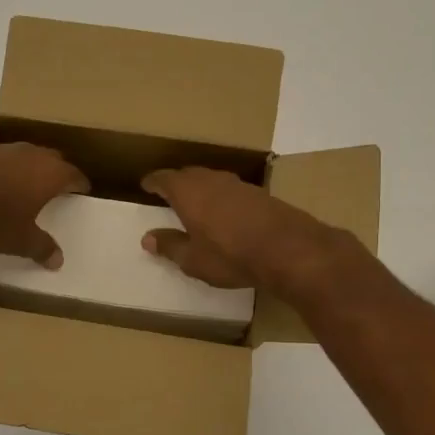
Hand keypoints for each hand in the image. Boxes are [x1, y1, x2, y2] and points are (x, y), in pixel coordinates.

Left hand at [0, 143, 88, 267]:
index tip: (82, 191)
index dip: (79, 184)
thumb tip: (57, 261)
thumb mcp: (22, 240)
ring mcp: (3, 148)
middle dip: (56, 172)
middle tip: (56, 188)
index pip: (74, 175)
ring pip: (24, 155)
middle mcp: (31, 154)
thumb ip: (42, 248)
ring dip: (26, 168)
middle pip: (52, 159)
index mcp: (51, 173)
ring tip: (24, 185)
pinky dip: (0, 170)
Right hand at [140, 167, 343, 295]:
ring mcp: (238, 184)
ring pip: (212, 180)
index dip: (153, 182)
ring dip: (201, 188)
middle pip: (188, 174)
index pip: (164, 179)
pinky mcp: (260, 194)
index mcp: (188, 191)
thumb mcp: (193, 259)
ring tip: (195, 202)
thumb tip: (148, 238)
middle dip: (177, 182)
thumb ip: (170, 246)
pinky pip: (231, 190)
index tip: (146, 185)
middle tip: (168, 193)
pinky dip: (222, 197)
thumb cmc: (230, 255)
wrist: (289, 249)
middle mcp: (211, 180)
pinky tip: (225, 212)